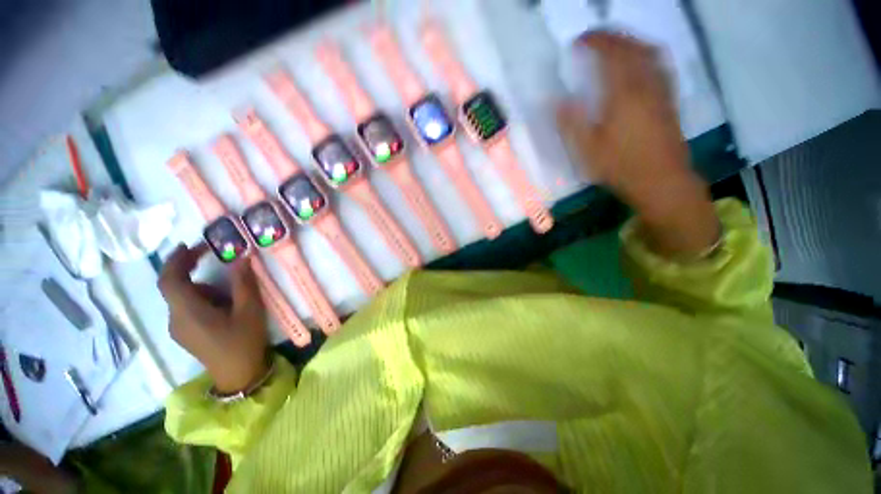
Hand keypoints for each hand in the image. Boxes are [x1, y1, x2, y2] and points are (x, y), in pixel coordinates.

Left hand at [158, 244, 268, 392]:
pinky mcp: (185, 333)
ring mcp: (178, 328)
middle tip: (210, 255)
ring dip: (201, 286)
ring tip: (230, 293)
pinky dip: (201, 298)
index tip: (192, 244)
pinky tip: (223, 307)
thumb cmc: (244, 341)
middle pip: (174, 286)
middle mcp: (175, 318)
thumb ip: (243, 282)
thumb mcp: (250, 310)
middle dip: (189, 267)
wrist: (238, 375)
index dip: (176, 259)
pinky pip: (186, 308)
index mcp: (188, 312)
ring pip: (182, 297)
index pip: (169, 280)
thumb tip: (241, 257)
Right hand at [557, 32, 719, 257]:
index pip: (610, 55)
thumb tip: (557, 101)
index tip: (580, 41)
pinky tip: (641, 62)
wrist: (660, 179)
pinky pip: (660, 65)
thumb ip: (571, 123)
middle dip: (613, 37)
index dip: (595, 42)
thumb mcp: (586, 150)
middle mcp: (645, 84)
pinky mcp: (669, 99)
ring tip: (616, 44)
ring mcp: (661, 90)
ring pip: (650, 52)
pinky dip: (648, 54)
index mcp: (623, 94)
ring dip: (632, 41)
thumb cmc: (619, 166)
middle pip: (632, 47)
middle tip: (595, 38)